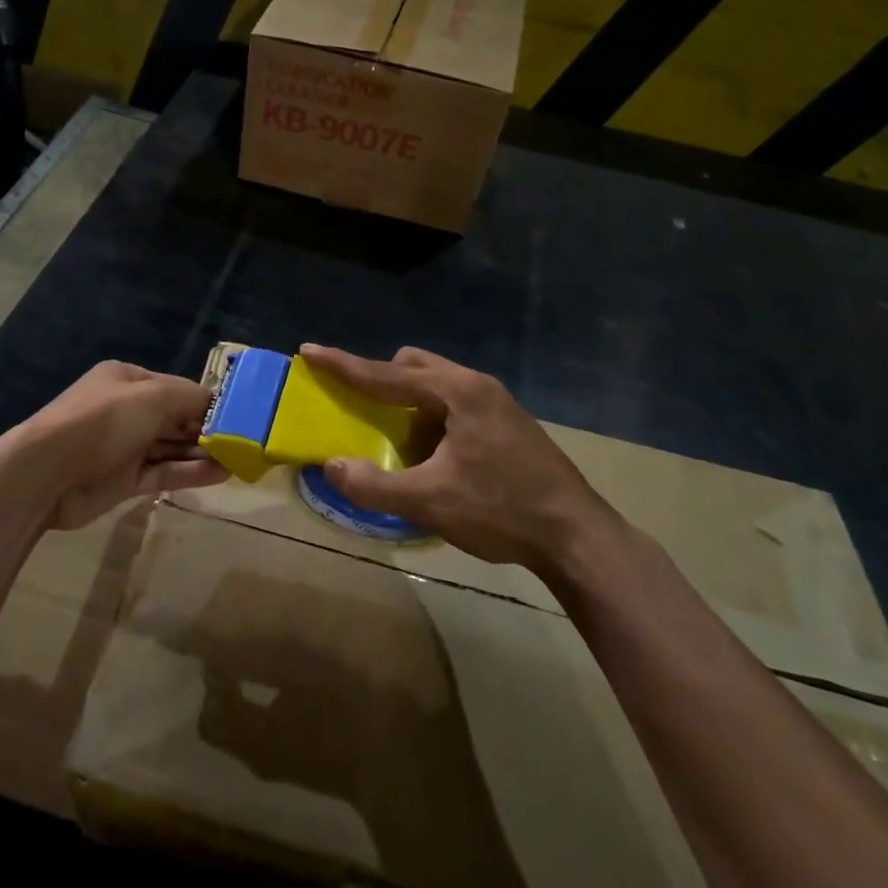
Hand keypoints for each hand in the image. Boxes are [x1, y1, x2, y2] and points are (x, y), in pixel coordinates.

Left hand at [7, 361, 226, 530]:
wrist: (48, 472)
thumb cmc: (103, 421)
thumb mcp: (152, 397)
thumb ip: (190, 397)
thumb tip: (218, 403)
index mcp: (128, 380)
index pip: (177, 388)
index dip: (207, 402)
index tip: (239, 415)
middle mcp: (127, 409)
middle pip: (176, 417)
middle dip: (207, 429)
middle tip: (246, 441)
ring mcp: (124, 446)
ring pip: (172, 447)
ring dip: (203, 452)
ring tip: (241, 460)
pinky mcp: (124, 480)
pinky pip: (164, 472)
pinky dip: (190, 473)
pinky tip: (220, 474)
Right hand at [300, 345, 613, 569]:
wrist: (578, 537)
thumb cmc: (503, 510)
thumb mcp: (431, 502)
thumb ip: (375, 485)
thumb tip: (331, 467)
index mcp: (457, 392)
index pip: (386, 374)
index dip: (344, 364)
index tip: (310, 351)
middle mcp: (476, 385)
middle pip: (414, 366)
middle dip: (381, 381)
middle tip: (361, 411)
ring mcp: (497, 402)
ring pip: (437, 384)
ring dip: (409, 403)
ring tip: (399, 442)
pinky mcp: (507, 423)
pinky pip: (454, 403)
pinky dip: (432, 418)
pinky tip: (436, 457)